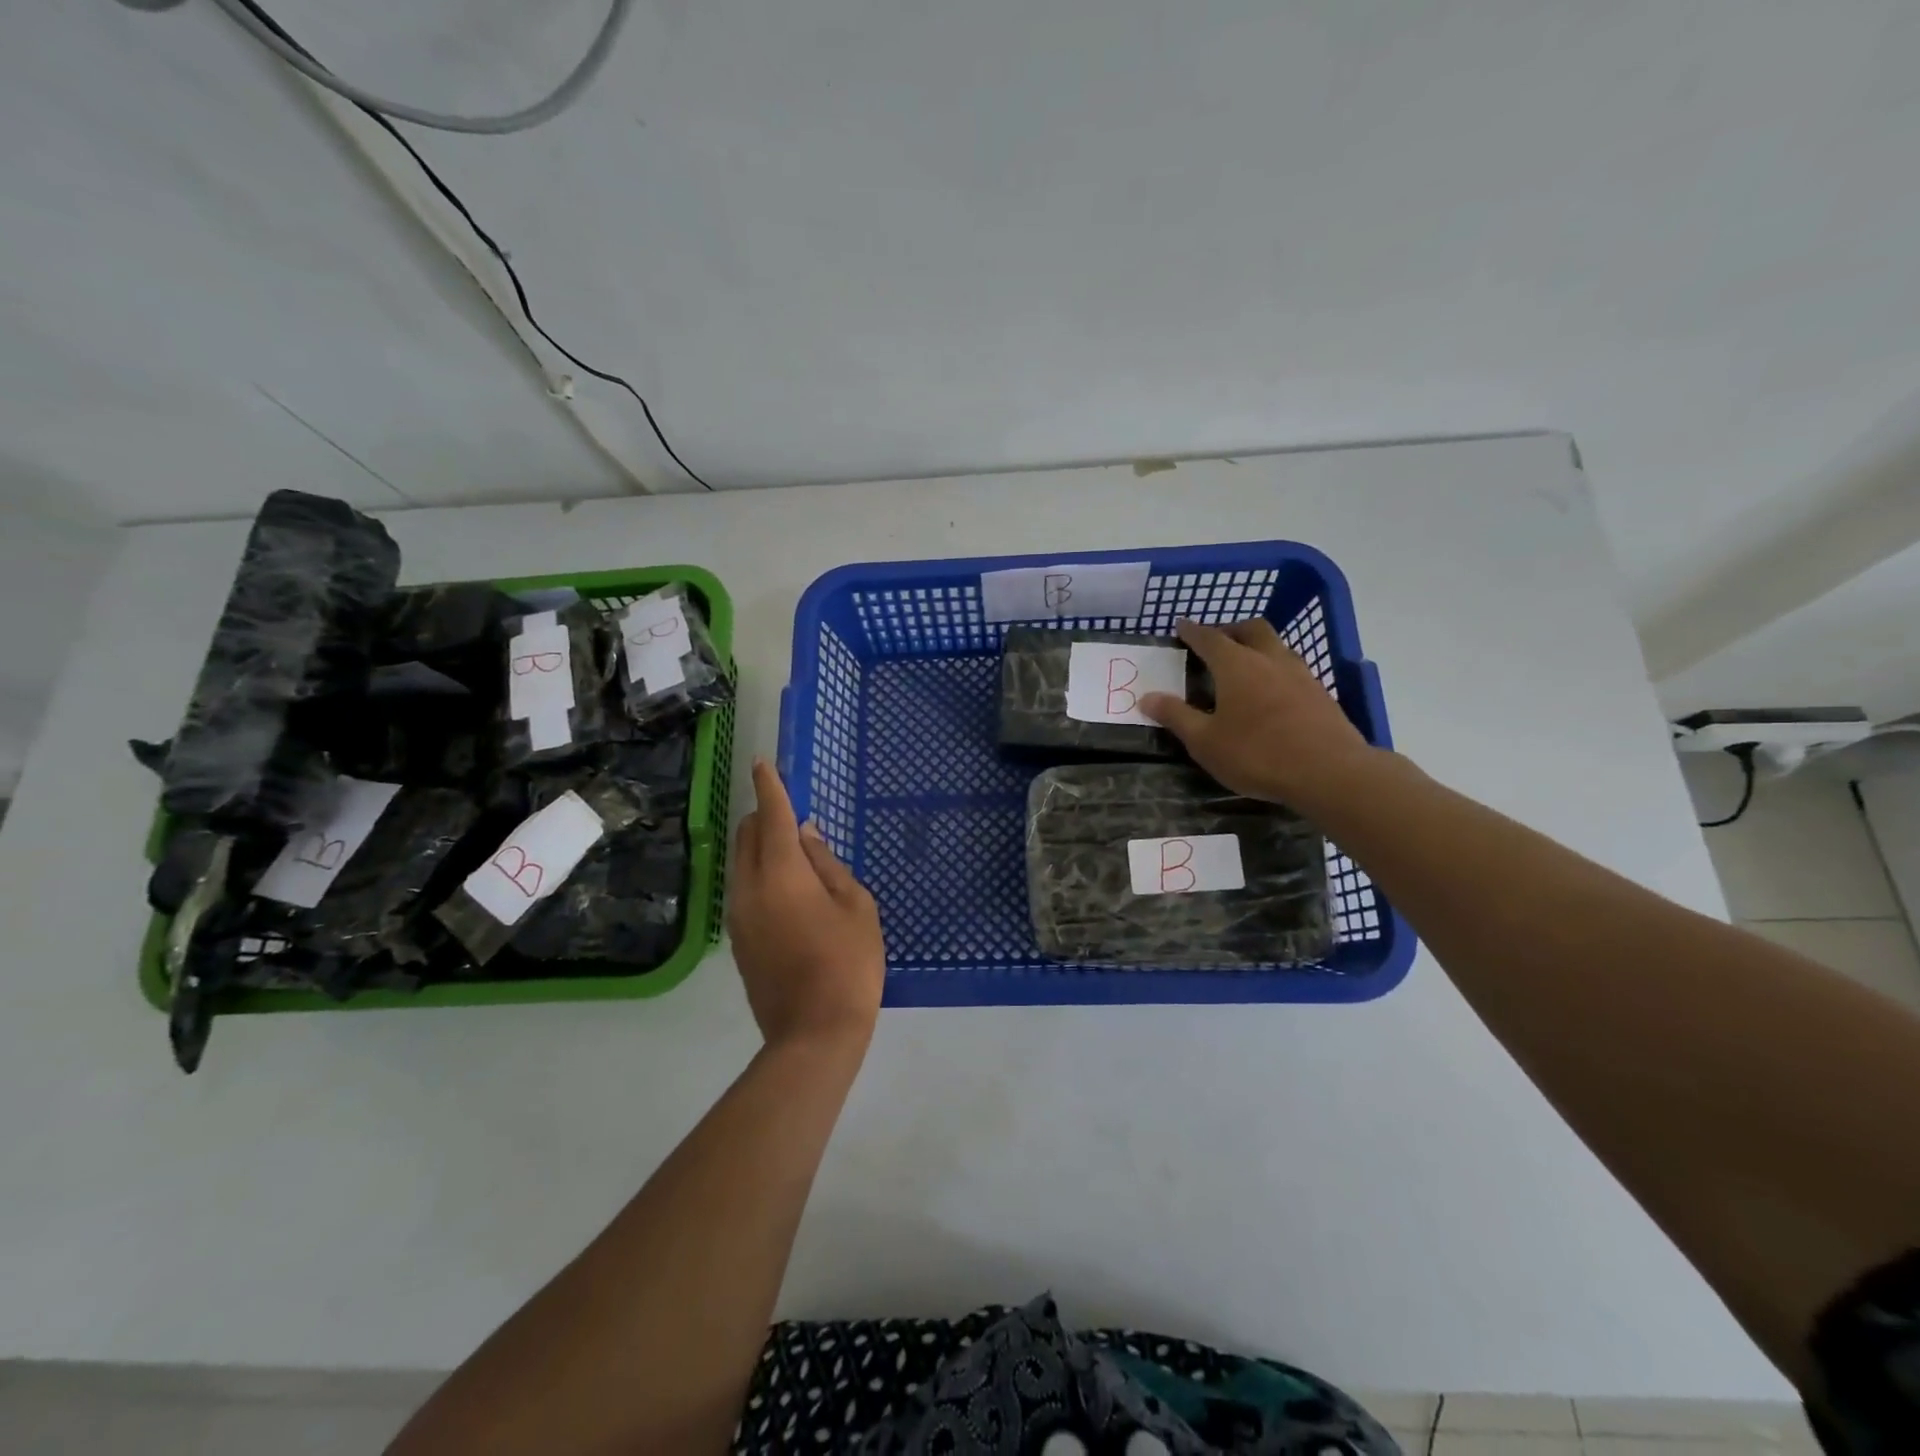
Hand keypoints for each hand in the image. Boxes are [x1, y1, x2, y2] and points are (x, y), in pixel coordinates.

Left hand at [729, 759, 885, 1049]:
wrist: (813, 1033)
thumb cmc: (848, 962)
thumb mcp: (856, 906)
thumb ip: (828, 864)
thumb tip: (807, 836)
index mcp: (782, 872)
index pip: (773, 816)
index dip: (770, 786)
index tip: (763, 763)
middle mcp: (750, 887)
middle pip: (749, 835)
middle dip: (765, 814)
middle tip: (791, 810)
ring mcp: (738, 916)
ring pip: (742, 862)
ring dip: (761, 844)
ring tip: (792, 848)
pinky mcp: (738, 939)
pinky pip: (744, 888)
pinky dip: (760, 872)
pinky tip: (786, 886)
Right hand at [1142, 618, 1375, 806]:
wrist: (1330, 772)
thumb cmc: (1257, 754)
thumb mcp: (1205, 741)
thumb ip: (1176, 716)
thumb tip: (1147, 697)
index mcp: (1237, 665)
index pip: (1209, 638)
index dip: (1192, 631)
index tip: (1181, 626)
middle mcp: (1270, 659)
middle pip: (1251, 629)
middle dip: (1231, 629)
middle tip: (1216, 641)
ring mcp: (1300, 674)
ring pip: (1277, 646)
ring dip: (1257, 647)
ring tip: (1244, 665)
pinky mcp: (1320, 694)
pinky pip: (1292, 668)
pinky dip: (1275, 669)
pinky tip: (1271, 693)